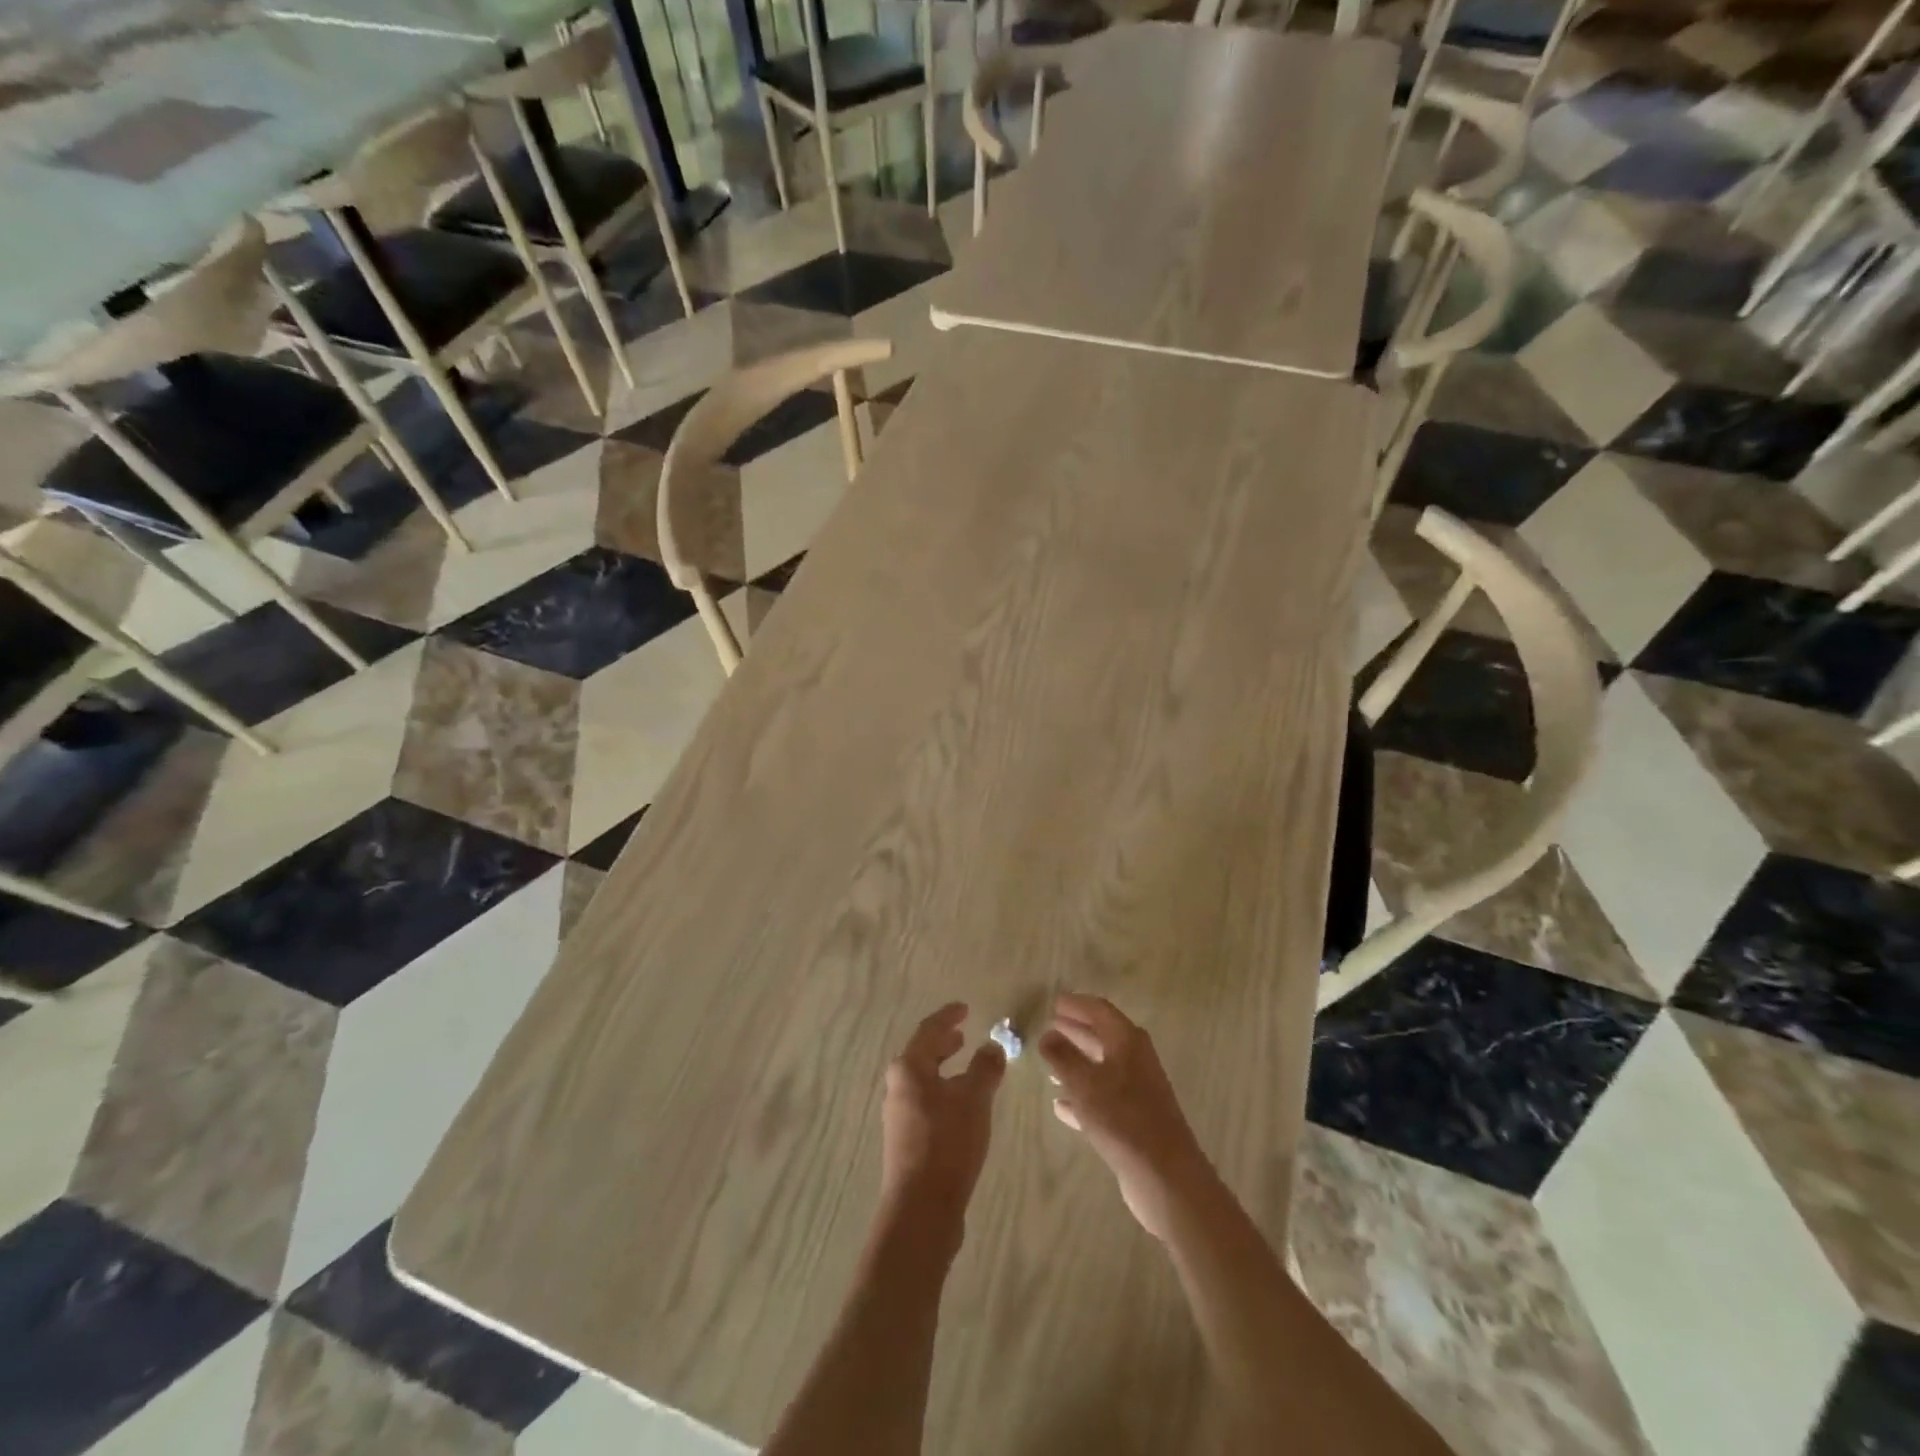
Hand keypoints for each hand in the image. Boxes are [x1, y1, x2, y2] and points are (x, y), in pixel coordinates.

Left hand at [881, 1002, 1006, 1217]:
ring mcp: (899, 1115)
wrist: (921, 1209)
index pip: (929, 1030)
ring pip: (924, 1080)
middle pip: (922, 1054)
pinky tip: (961, 1106)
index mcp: (909, 1068)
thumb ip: (984, 1068)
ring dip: (944, 1069)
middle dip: (943, 1043)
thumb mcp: (974, 1099)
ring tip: (966, 1067)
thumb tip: (991, 1046)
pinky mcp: (906, 1141)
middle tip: (963, 1035)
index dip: (948, 1017)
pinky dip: (944, 1092)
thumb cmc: (947, 1142)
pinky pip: (926, 1102)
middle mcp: (898, 1086)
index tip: (965, 1008)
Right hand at [1039, 993, 1213, 1241]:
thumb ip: (1063, 1057)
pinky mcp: (1134, 1120)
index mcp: (1127, 1041)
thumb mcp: (1085, 1084)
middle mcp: (1135, 1060)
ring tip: (1049, 1062)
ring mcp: (1137, 1091)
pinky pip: (1103, 1097)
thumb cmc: (1123, 1119)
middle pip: (1102, 1036)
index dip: (1076, 1004)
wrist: (1165, 1177)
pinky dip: (1083, 1096)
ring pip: (1101, 1067)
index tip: (1053, 1001)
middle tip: (1049, 1026)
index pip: (1099, 1010)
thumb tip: (1047, 1035)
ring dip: (1077, 1062)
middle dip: (1076, 1030)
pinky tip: (1061, 1105)